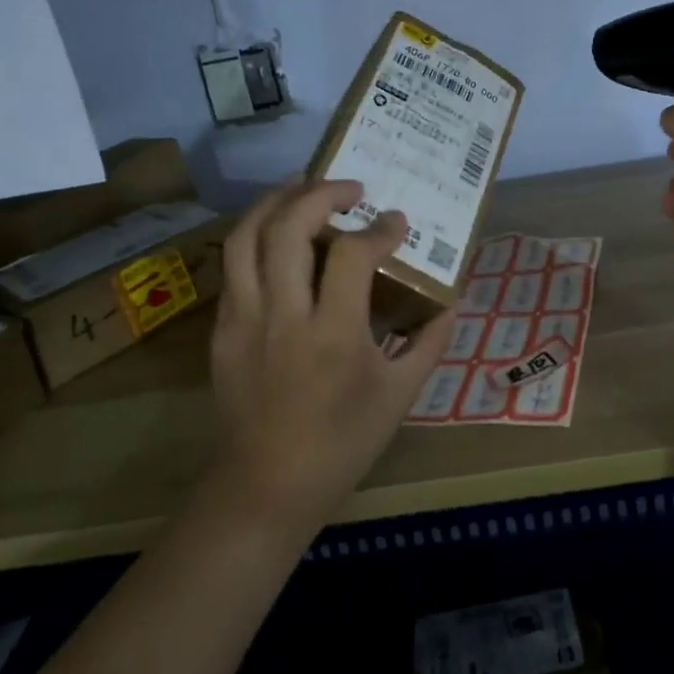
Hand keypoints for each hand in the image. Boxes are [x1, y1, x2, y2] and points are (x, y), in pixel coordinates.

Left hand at [208, 178, 453, 533]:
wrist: (267, 487)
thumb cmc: (343, 443)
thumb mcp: (401, 395)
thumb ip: (431, 341)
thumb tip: (451, 300)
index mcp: (334, 335)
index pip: (353, 254)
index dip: (380, 229)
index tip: (397, 222)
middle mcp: (284, 316)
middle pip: (288, 228)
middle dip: (320, 194)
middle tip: (349, 188)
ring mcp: (245, 321)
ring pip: (246, 237)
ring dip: (276, 201)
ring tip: (303, 187)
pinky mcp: (222, 330)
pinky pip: (233, 266)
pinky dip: (256, 236)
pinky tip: (277, 233)